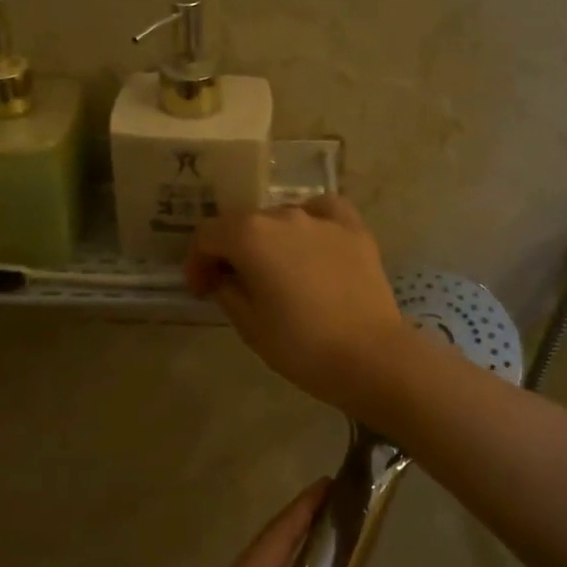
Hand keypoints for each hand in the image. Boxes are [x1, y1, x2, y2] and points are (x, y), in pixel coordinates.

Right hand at [185, 196, 410, 413]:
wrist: (370, 356)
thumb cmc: (301, 345)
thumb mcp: (249, 325)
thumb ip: (226, 291)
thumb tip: (223, 277)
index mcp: (250, 236)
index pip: (208, 235)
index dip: (197, 262)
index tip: (201, 290)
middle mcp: (283, 215)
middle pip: (244, 223)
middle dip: (231, 251)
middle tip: (233, 284)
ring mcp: (322, 219)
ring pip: (282, 218)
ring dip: (269, 240)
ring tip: (276, 271)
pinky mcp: (354, 229)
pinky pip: (323, 211)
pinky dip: (310, 221)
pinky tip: (311, 241)